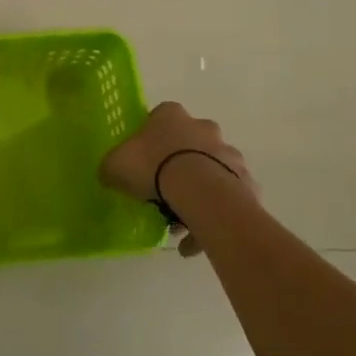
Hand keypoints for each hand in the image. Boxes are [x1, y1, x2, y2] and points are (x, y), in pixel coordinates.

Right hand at [101, 103, 256, 252]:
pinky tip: (195, 240)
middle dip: (179, 166)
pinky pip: (226, 199)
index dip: (150, 138)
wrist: (199, 191)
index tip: (144, 159)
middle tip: (164, 193)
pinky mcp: (246, 182)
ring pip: (211, 172)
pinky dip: (213, 216)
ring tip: (181, 225)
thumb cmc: (153, 167)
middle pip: (190, 144)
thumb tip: (110, 173)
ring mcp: (229, 154)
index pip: (160, 117)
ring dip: (198, 194)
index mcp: (171, 116)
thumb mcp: (115, 165)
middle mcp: (203, 128)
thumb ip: (112, 166)